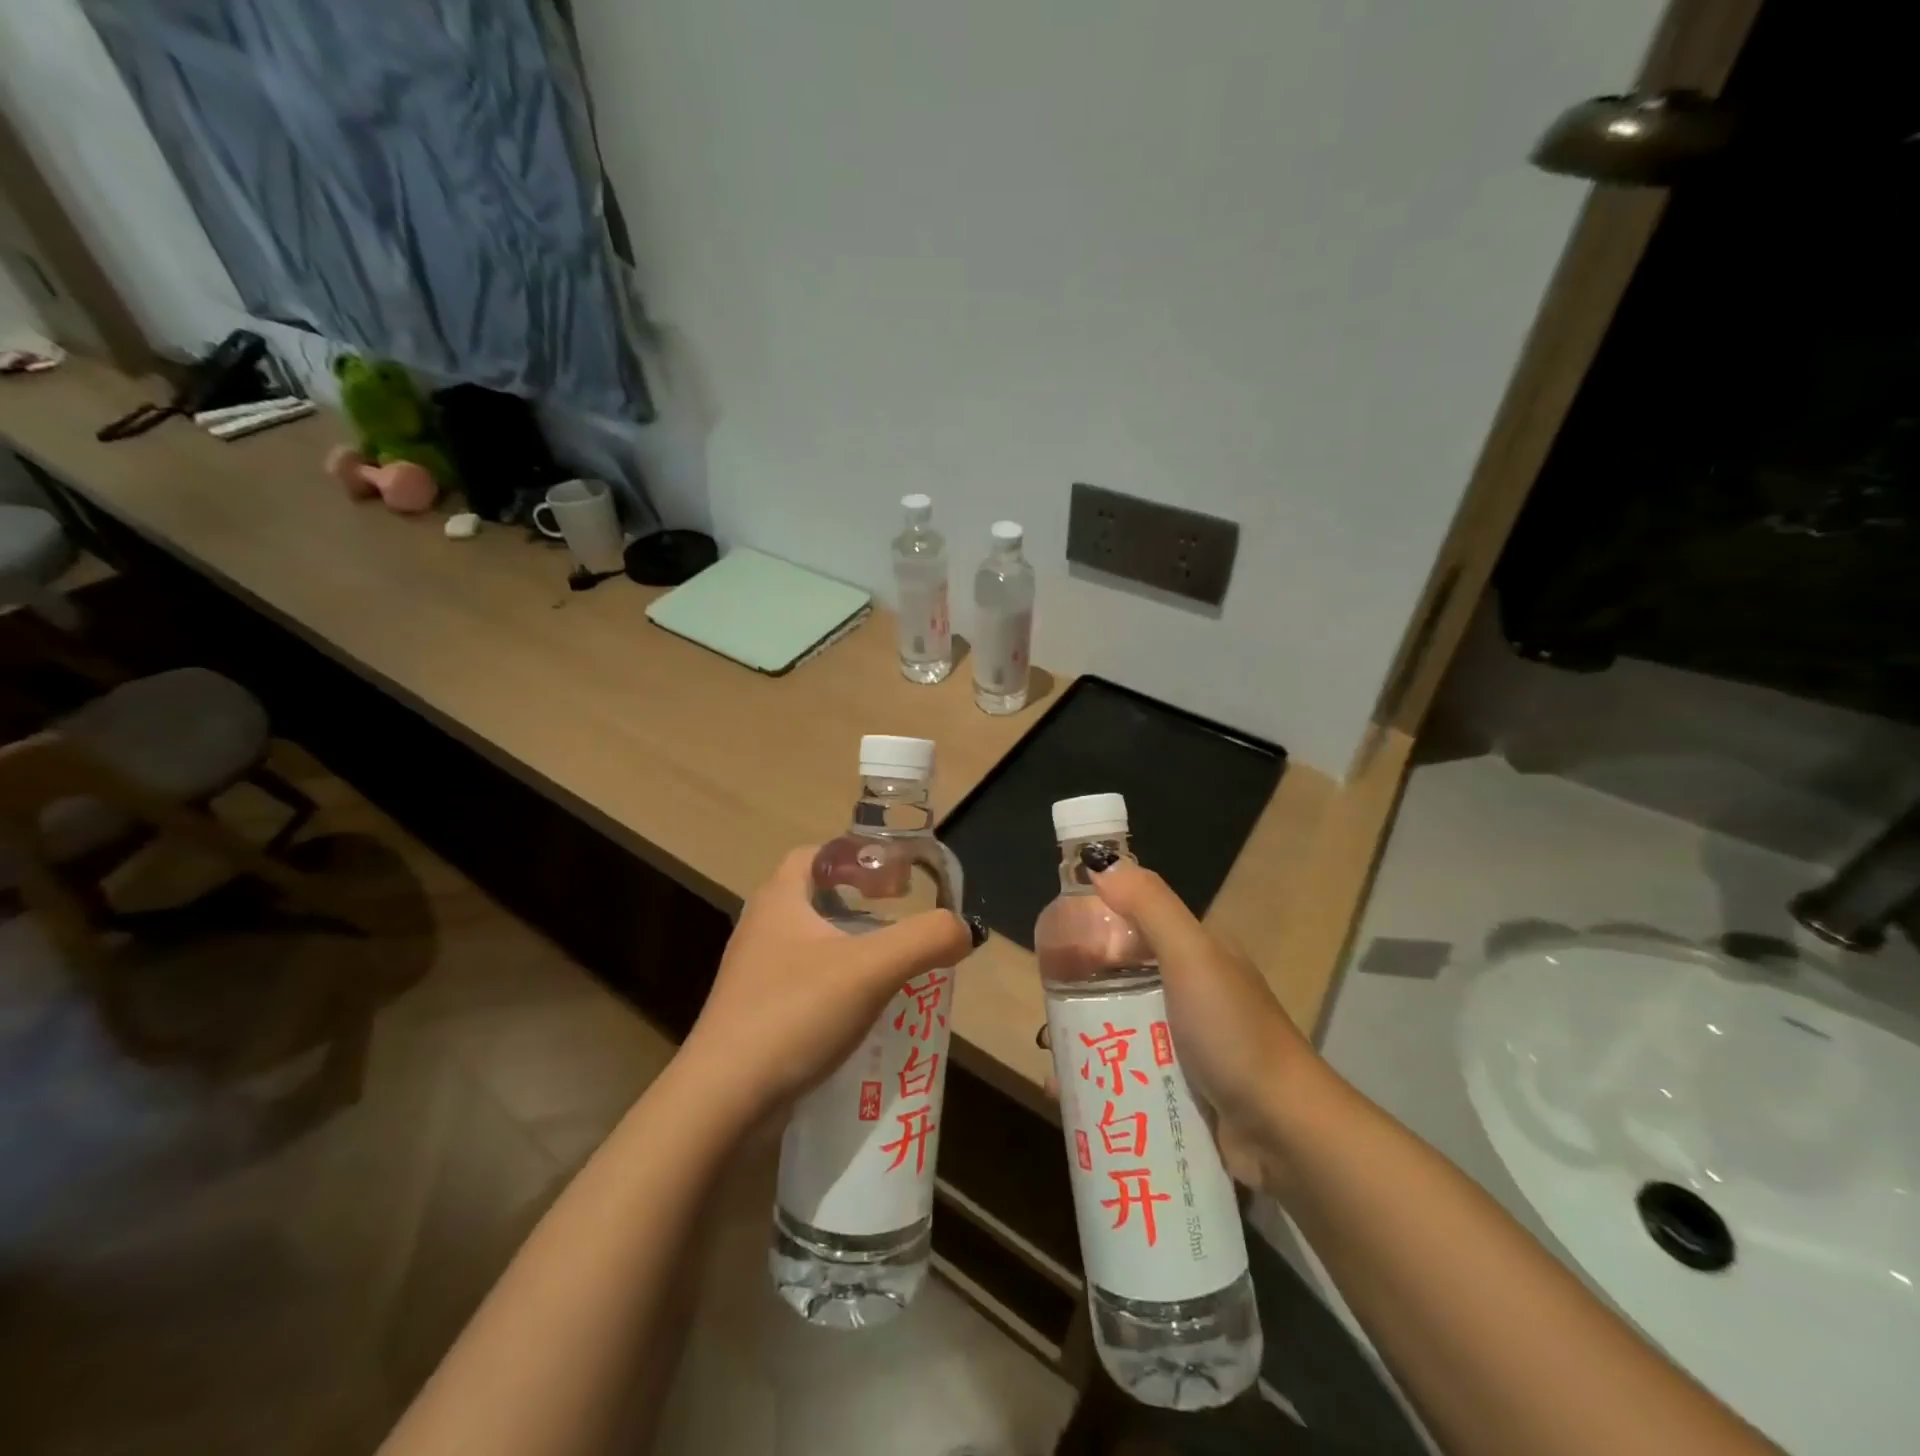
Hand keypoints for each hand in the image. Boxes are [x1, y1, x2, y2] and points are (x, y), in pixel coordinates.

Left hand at [680, 846, 975, 1124]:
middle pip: (815, 896)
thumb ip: (925, 940)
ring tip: (891, 965)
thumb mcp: (871, 969)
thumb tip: (964, 930)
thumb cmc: (794, 1013)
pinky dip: (837, 986)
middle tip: (899, 918)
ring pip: (811, 943)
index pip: (816, 853)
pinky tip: (864, 1012)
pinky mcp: (756, 1014)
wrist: (722, 1101)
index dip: (856, 856)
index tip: (894, 877)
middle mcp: (761, 927)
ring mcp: (754, 974)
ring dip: (850, 946)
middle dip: (859, 902)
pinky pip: (804, 983)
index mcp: (779, 899)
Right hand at [1081, 857, 1322, 1185]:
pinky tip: (1067, 1094)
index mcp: (1195, 954)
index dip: (1092, 932)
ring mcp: (1185, 1044)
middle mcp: (1189, 993)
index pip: (1132, 928)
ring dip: (1084, 1042)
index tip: (1051, 953)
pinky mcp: (1180, 1088)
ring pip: (1119, 1030)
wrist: (1285, 1131)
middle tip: (1047, 1019)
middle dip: (1079, 996)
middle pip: (1119, 982)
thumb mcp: (1192, 956)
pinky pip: (1128, 1074)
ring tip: (1051, 1062)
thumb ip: (1149, 906)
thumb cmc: (1234, 1033)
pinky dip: (1098, 1080)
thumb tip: (1101, 861)